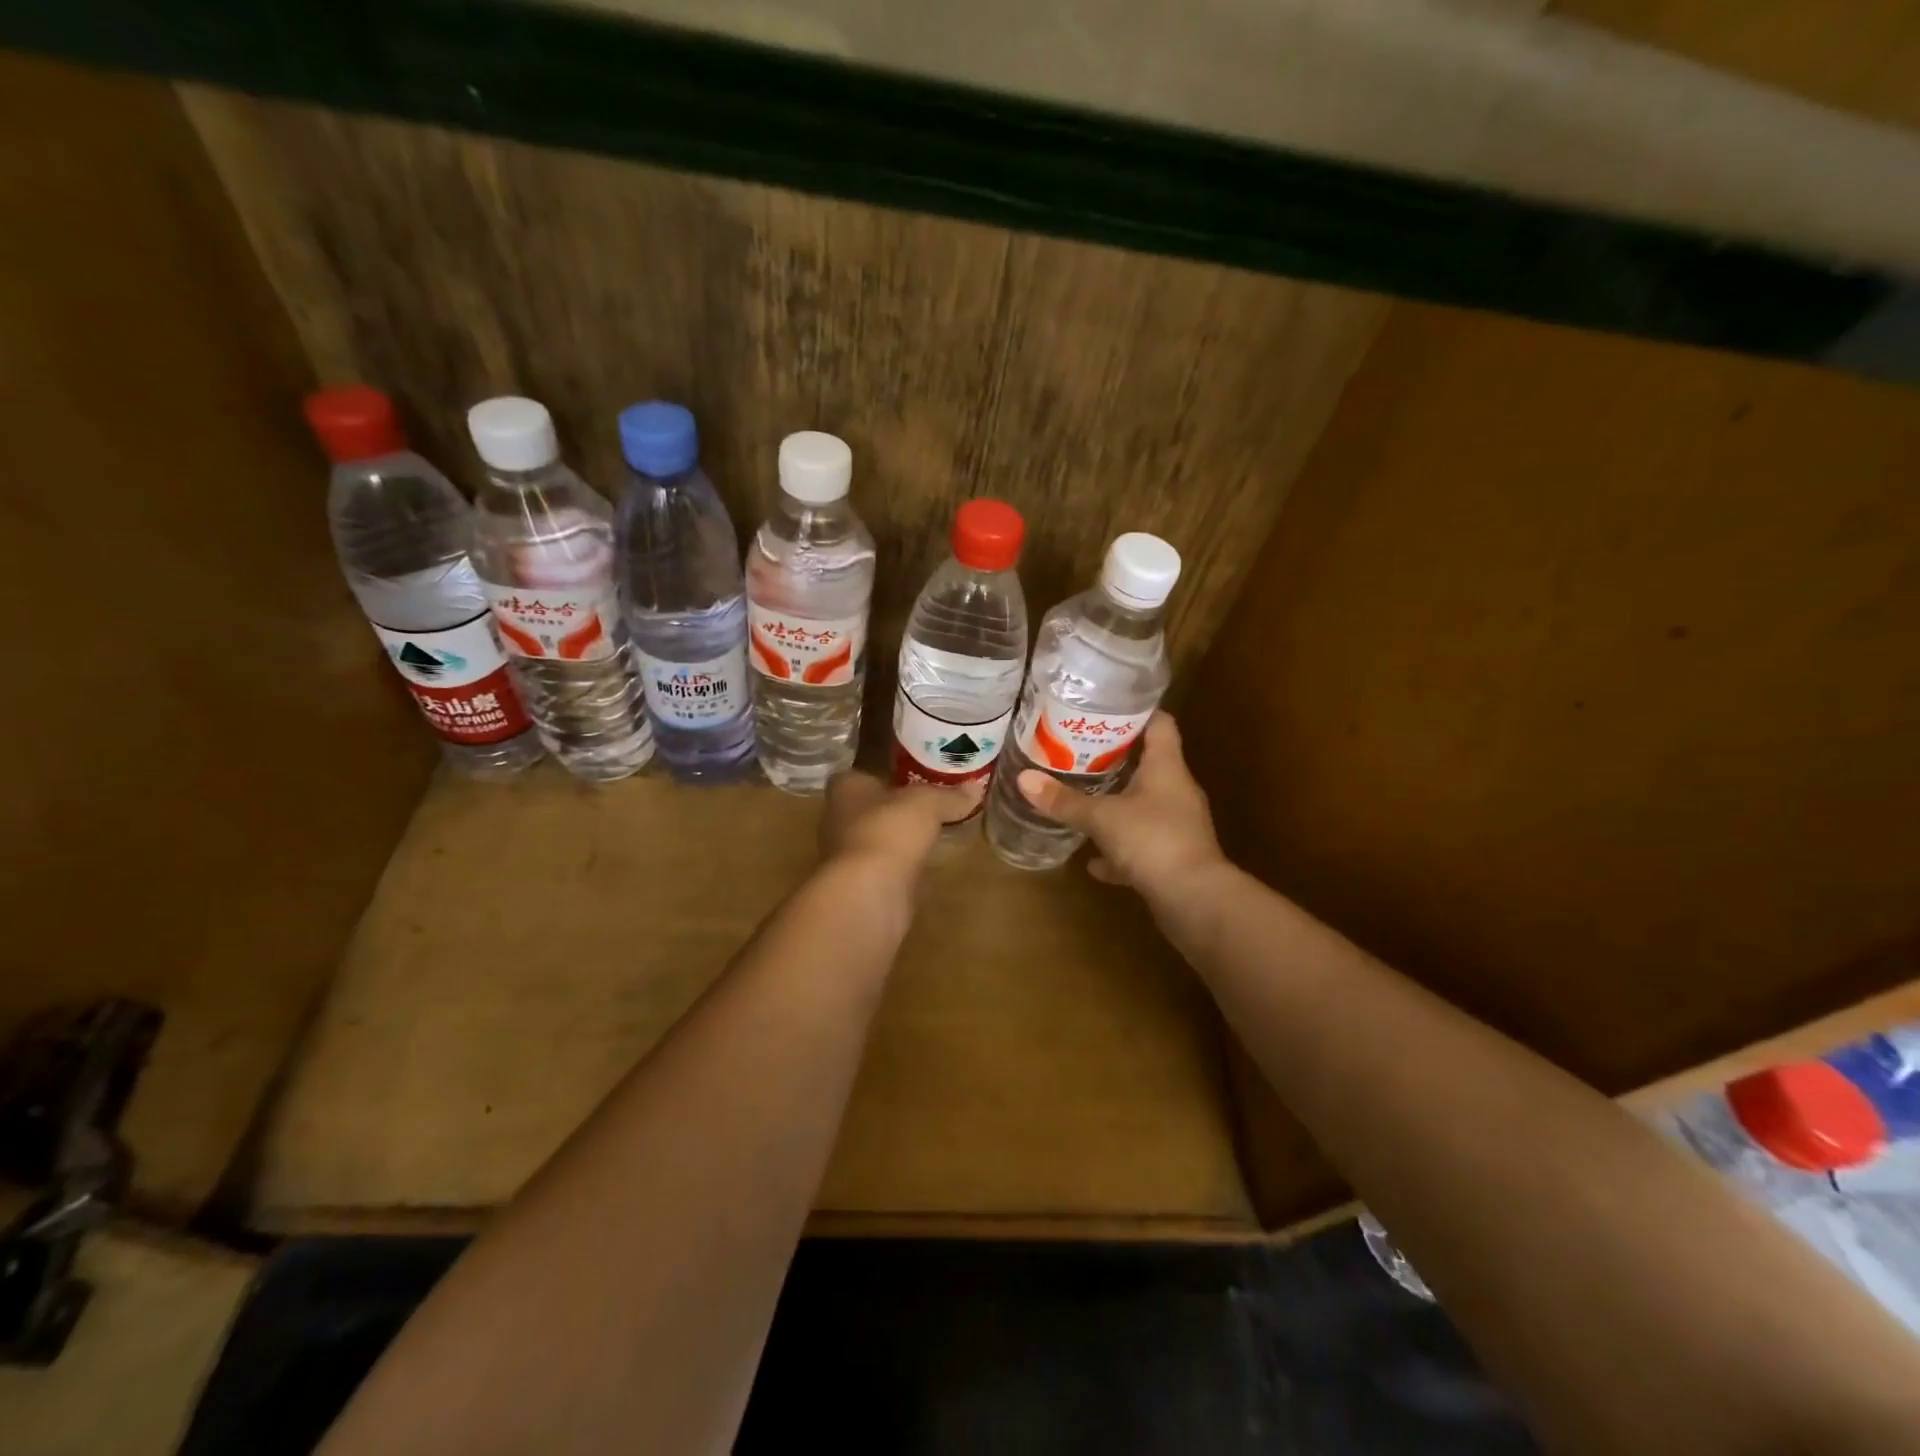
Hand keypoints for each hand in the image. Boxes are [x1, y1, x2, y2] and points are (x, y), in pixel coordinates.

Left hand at [819, 771, 982, 880]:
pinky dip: (906, 864)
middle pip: (872, 805)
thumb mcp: (928, 803)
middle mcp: (839, 817)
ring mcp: (848, 854)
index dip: (888, 771)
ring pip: (881, 837)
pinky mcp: (862, 883)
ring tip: (936, 831)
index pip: (864, 771)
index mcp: (846, 787)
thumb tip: (974, 789)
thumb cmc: (889, 830)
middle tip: (933, 801)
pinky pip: (889, 866)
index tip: (915, 773)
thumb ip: (949, 795)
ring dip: (902, 837)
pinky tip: (929, 863)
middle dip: (898, 806)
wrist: (869, 893)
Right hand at [1015, 713, 1225, 902]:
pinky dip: (1119, 851)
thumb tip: (1023, 779)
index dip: (1136, 712)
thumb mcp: (1101, 817)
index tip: (1105, 708)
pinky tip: (1095, 862)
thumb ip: (1064, 800)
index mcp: (1166, 768)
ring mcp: (1177, 826)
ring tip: (1082, 799)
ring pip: (1143, 806)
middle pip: (1148, 764)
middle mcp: (1176, 791)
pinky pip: (1141, 846)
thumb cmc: (1152, 841)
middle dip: (1114, 759)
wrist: (1195, 901)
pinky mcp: (1173, 858)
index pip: (1160, 724)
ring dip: (1117, 805)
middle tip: (1078, 751)